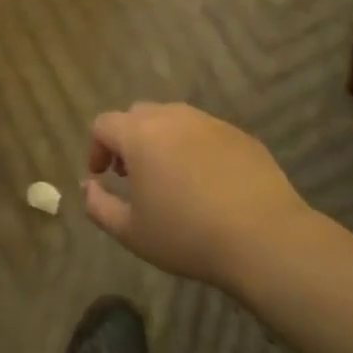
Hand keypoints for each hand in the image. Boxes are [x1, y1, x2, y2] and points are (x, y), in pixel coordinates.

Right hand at [83, 103, 307, 289]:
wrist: (264, 238)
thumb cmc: (187, 235)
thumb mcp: (130, 231)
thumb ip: (98, 205)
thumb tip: (88, 187)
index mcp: (141, 135)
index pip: (104, 124)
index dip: (96, 148)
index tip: (102, 176)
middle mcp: (174, 118)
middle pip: (138, 115)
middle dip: (127, 140)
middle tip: (132, 174)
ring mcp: (211, 123)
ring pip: (174, 120)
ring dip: (161, 141)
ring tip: (169, 177)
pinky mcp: (241, 136)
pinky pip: (205, 132)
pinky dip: (194, 148)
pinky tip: (205, 183)